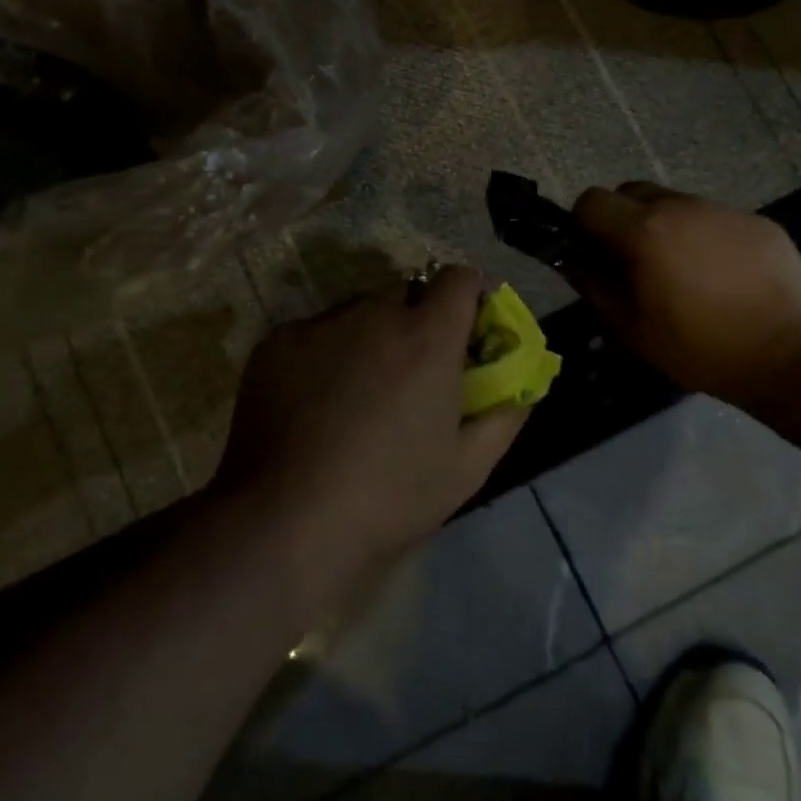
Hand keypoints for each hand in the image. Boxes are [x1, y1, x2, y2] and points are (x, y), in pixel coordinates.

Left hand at [213, 266, 528, 618]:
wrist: (287, 521)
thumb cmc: (390, 497)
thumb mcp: (468, 467)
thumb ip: (505, 414)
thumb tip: (523, 386)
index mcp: (427, 337)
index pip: (459, 278)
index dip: (469, 297)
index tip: (467, 330)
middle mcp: (373, 314)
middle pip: (407, 292)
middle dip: (417, 319)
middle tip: (412, 370)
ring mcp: (319, 324)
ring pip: (358, 310)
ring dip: (371, 334)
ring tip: (360, 391)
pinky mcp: (277, 342)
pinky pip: (316, 332)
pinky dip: (327, 352)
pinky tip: (317, 402)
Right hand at [569, 183, 800, 408]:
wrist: (792, 356)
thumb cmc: (700, 348)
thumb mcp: (632, 329)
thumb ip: (594, 286)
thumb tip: (573, 261)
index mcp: (644, 231)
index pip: (591, 200)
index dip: (583, 225)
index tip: (593, 255)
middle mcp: (681, 206)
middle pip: (632, 192)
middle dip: (622, 219)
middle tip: (634, 262)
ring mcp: (724, 210)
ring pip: (675, 203)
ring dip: (665, 227)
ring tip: (683, 272)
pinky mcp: (757, 221)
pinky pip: (714, 218)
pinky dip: (704, 237)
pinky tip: (722, 276)